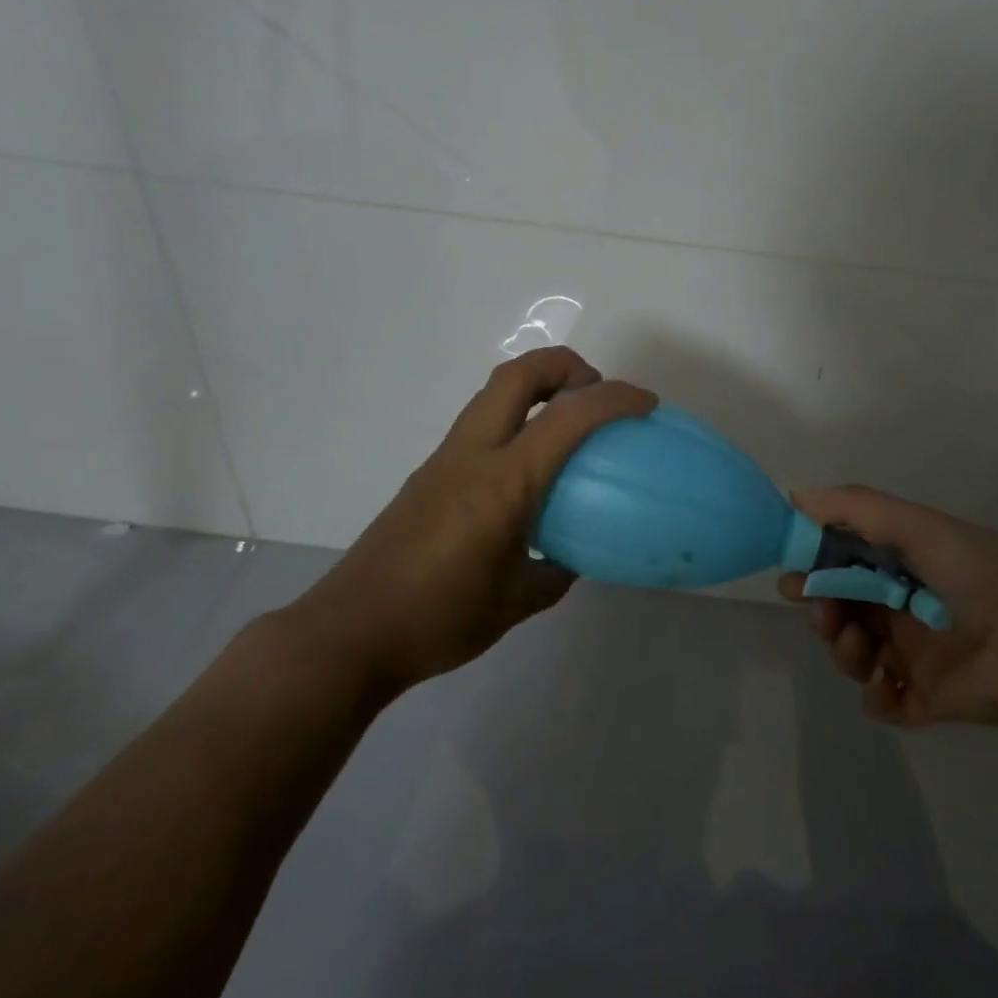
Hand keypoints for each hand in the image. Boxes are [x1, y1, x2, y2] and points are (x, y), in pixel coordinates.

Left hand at [291, 347, 655, 692]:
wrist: (351, 631)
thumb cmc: (440, 618)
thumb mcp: (517, 602)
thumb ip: (555, 572)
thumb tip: (571, 556)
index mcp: (504, 481)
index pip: (568, 416)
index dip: (615, 398)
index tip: (646, 404)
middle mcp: (473, 454)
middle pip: (519, 374)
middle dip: (566, 365)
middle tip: (595, 393)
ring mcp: (445, 459)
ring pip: (494, 393)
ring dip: (537, 388)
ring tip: (568, 423)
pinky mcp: (429, 473)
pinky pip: (481, 423)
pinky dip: (515, 419)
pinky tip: (527, 469)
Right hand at [779, 485, 997, 726]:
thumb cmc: (974, 572)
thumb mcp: (915, 524)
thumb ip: (854, 507)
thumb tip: (795, 497)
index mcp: (904, 565)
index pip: (844, 565)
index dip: (815, 569)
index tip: (794, 575)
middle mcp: (905, 607)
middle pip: (843, 611)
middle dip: (823, 612)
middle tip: (824, 615)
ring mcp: (916, 655)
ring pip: (856, 654)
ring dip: (845, 651)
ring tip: (863, 647)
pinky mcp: (927, 699)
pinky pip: (884, 701)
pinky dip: (876, 697)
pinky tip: (886, 685)